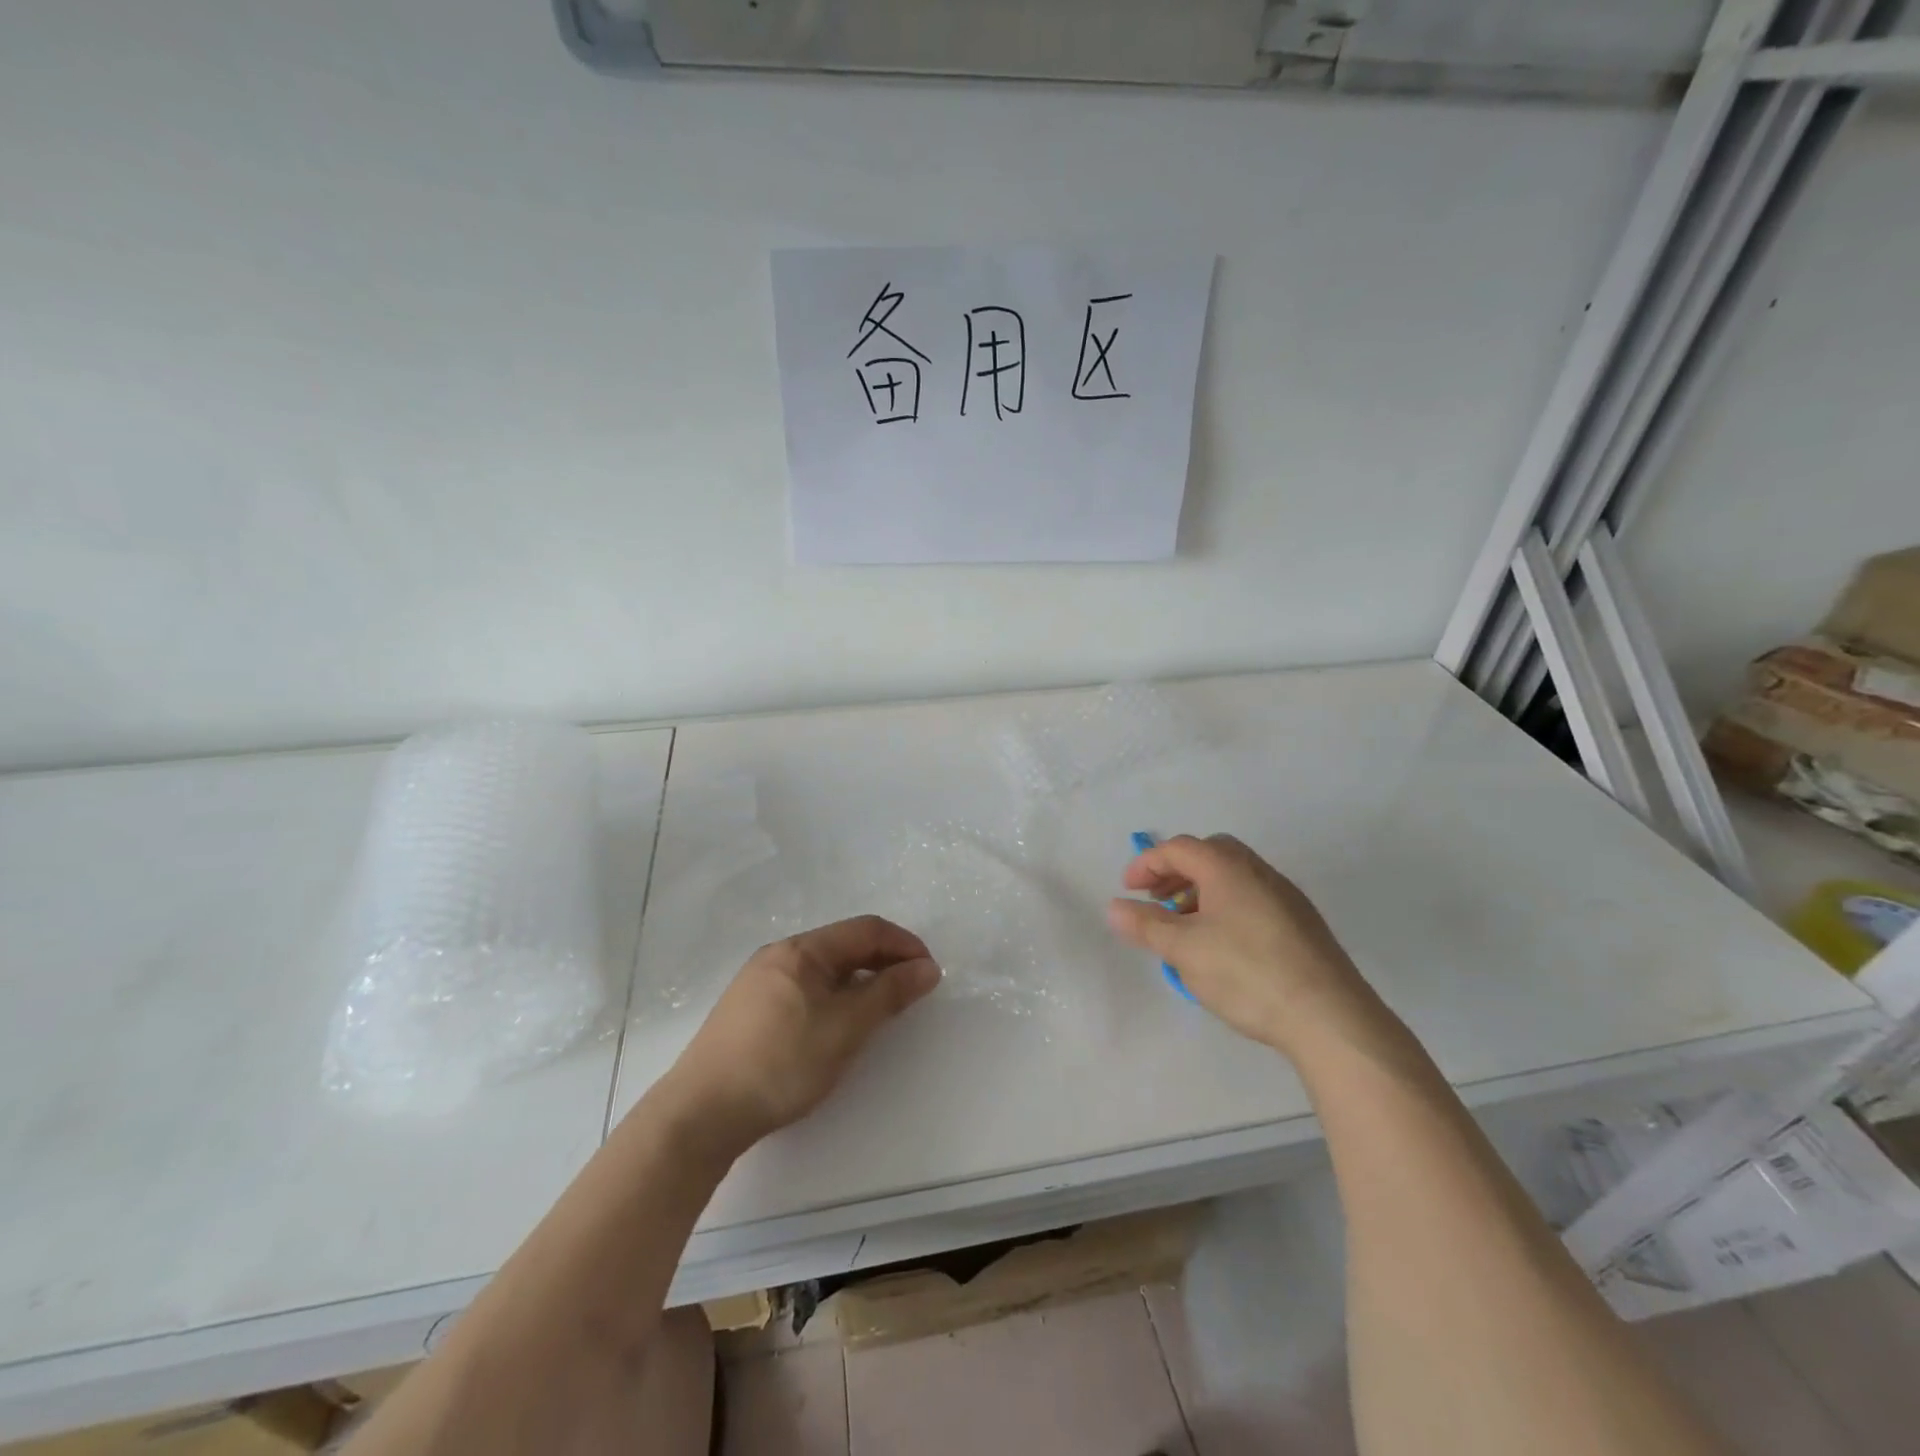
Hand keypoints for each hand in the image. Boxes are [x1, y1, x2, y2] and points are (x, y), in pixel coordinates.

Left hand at [660, 916, 941, 1154]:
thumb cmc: (781, 1063)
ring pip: (824, 969)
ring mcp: (760, 982)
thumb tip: (927, 968)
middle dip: (884, 961)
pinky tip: (838, 1024)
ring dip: (860, 980)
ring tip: (881, 1009)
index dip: (904, 945)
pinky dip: (835, 996)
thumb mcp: (845, 1028)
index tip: (930, 972)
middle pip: (844, 945)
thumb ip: (888, 994)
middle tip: (912, 991)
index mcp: (802, 950)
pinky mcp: (749, 1010)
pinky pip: (805, 988)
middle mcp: (779, 955)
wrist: (701, 1114)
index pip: (866, 930)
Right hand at [1106, 834, 1376, 1055]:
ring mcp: (1286, 896)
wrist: (1330, 1018)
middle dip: (1177, 872)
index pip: (1178, 848)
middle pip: (1210, 853)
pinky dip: (1226, 906)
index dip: (1147, 864)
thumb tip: (1114, 907)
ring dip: (1202, 890)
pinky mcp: (1303, 924)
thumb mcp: (1184, 950)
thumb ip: (1146, 925)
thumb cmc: (1247, 974)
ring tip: (1185, 927)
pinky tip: (1223, 946)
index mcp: (1227, 868)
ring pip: (1234, 877)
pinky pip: (1253, 898)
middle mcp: (1259, 871)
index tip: (1128, 890)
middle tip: (1158, 900)